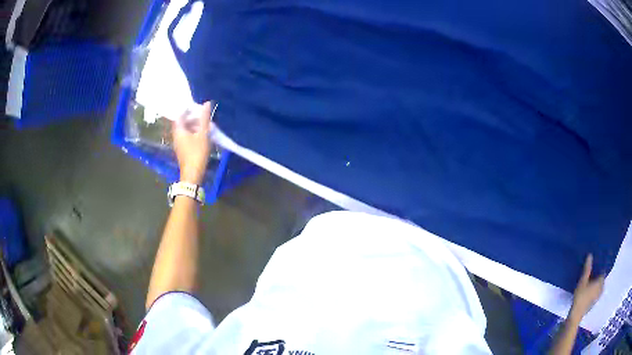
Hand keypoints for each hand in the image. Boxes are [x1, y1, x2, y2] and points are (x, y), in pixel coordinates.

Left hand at [173, 102, 213, 184]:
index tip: (197, 106)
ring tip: (204, 124)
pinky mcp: (183, 151)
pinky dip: (193, 133)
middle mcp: (176, 136)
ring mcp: (179, 145)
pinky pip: (187, 138)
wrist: (193, 174)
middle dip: (191, 117)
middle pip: (182, 123)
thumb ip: (204, 118)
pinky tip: (202, 135)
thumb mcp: (202, 134)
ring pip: (185, 131)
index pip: (180, 115)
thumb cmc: (197, 153)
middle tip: (202, 114)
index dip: (187, 109)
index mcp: (179, 131)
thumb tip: (207, 103)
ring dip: (193, 126)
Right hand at [569, 254, 604, 321]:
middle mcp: (601, 288)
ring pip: (599, 288)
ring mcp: (597, 297)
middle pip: (602, 280)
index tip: (597, 266)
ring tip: (592, 282)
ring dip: (597, 285)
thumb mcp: (582, 282)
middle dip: (599, 277)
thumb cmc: (580, 297)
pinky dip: (594, 291)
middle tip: (594, 274)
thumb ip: (587, 269)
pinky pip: (596, 294)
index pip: (603, 272)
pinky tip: (589, 292)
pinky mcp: (593, 303)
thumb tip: (590, 255)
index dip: (601, 268)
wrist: (575, 316)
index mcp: (600, 281)